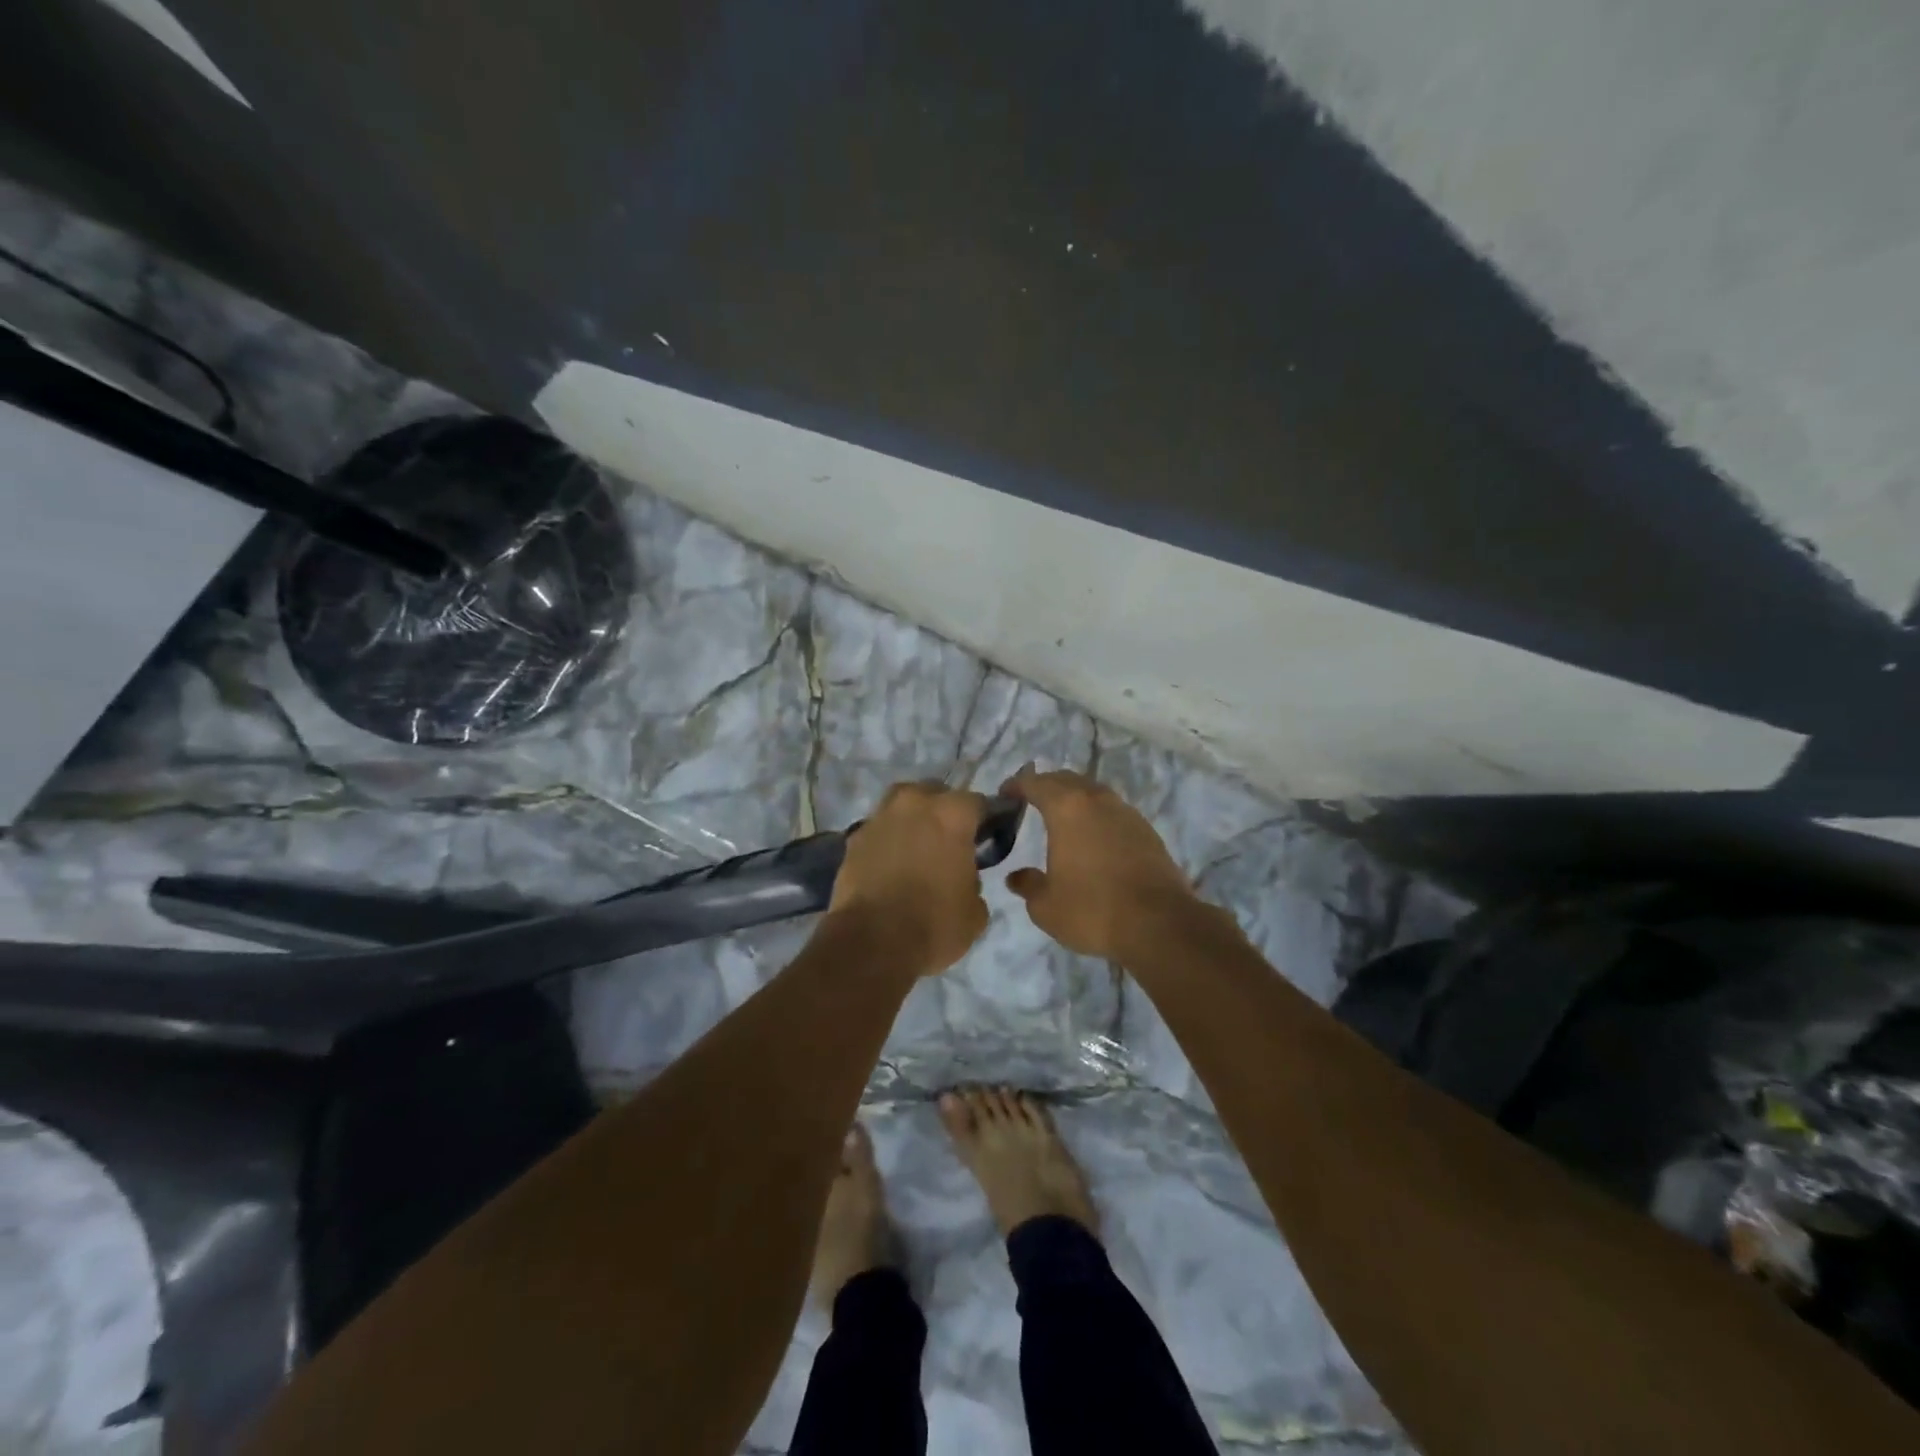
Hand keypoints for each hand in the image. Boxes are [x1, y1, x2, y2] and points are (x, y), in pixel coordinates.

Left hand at [829, 781, 990, 975]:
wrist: (870, 943)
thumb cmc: (934, 925)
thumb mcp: (975, 913)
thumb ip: (974, 883)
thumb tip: (964, 880)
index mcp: (952, 814)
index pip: (978, 803)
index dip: (984, 820)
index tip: (985, 838)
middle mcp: (914, 804)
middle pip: (935, 794)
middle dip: (943, 812)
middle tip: (949, 841)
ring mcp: (879, 818)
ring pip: (901, 805)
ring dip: (912, 820)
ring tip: (917, 848)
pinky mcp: (853, 838)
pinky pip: (879, 830)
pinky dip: (887, 840)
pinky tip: (891, 864)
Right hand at [1003, 768, 1195, 960]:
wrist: (1158, 924)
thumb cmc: (1092, 910)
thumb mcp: (1046, 906)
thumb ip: (1028, 885)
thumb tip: (1017, 877)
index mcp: (1066, 809)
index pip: (1035, 783)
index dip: (1016, 786)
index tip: (1004, 795)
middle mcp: (1097, 800)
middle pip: (1066, 780)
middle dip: (1046, 786)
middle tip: (1030, 801)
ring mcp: (1126, 813)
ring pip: (1093, 793)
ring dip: (1074, 798)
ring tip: (1062, 818)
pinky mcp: (1147, 831)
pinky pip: (1113, 812)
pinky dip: (1097, 816)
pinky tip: (1093, 838)